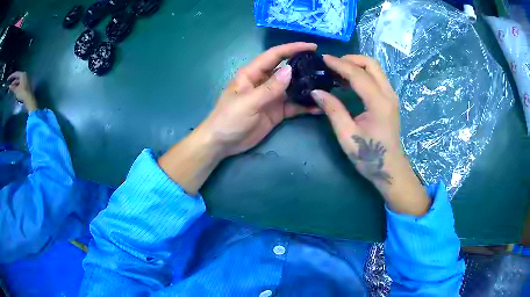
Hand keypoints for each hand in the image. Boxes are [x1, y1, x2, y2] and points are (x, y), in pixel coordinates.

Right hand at [8, 71, 36, 111]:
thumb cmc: (22, 93)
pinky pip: (20, 84)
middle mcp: (24, 74)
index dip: (12, 76)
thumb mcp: (16, 90)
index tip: (9, 78)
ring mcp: (25, 79)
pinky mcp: (26, 84)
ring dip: (14, 84)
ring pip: (18, 81)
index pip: (16, 74)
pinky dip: (16, 86)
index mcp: (22, 74)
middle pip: (17, 77)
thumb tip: (9, 86)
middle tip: (9, 84)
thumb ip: (13, 88)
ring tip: (10, 88)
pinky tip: (14, 89)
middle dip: (13, 81)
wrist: (29, 99)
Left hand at [159, 42, 319, 194]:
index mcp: (253, 73)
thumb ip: (269, 88)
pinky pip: (294, 106)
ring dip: (308, 87)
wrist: (222, 143)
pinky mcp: (276, 112)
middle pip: (287, 70)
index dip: (293, 48)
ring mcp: (272, 97)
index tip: (312, 46)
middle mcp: (264, 82)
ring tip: (326, 86)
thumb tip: (289, 70)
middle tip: (325, 67)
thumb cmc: (228, 119)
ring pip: (293, 88)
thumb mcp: (248, 102)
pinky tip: (318, 108)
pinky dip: (305, 106)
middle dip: (305, 67)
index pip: (275, 55)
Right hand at [311, 55, 430, 215]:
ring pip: (375, 69)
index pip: (358, 74)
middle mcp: (388, 94)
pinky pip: (376, 78)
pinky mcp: (390, 101)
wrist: (391, 170)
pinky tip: (348, 82)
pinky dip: (362, 74)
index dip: (339, 64)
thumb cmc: (369, 156)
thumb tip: (316, 91)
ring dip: (356, 66)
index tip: (322, 59)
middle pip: (371, 64)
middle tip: (332, 65)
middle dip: (351, 59)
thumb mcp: (347, 135)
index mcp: (379, 103)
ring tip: (337, 72)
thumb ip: (333, 110)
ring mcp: (391, 97)